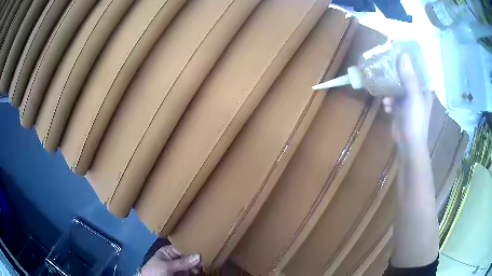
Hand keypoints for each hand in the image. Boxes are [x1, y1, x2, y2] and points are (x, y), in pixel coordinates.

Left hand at [140, 245, 200, 275]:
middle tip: (206, 259)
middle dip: (196, 258)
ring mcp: (178, 267)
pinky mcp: (181, 274)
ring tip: (203, 266)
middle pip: (188, 256)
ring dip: (197, 265)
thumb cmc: (155, 271)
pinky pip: (190, 271)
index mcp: (168, 252)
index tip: (203, 249)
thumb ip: (182, 262)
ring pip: (191, 264)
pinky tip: (199, 271)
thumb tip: (198, 256)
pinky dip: (195, 271)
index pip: (182, 248)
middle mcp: (174, 258)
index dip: (191, 248)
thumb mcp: (166, 266)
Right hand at [382, 53, 431, 151]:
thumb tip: (403, 55)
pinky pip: (392, 100)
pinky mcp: (400, 111)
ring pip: (396, 89)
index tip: (395, 54)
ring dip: (390, 91)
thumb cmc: (415, 120)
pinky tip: (386, 106)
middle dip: (394, 76)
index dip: (407, 62)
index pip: (415, 71)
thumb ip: (409, 77)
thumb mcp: (414, 97)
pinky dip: (388, 102)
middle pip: (404, 78)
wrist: (409, 145)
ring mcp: (407, 103)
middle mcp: (416, 94)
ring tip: (386, 96)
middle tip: (384, 69)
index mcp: (423, 90)